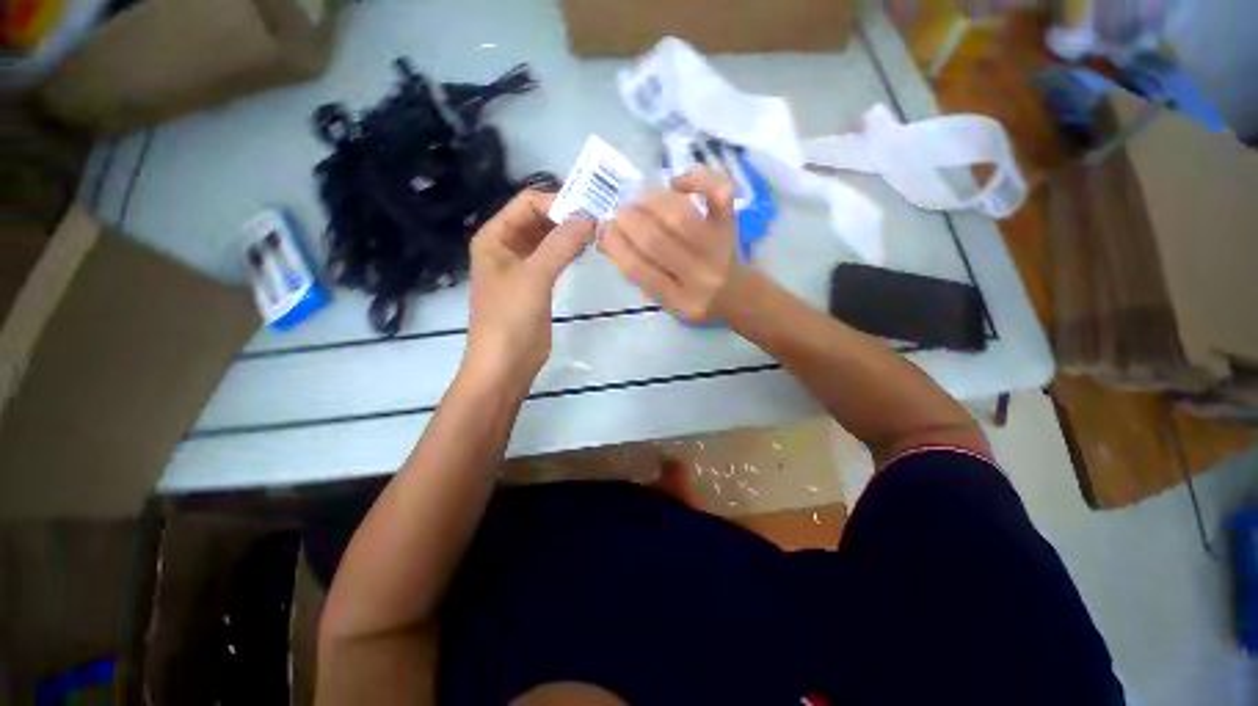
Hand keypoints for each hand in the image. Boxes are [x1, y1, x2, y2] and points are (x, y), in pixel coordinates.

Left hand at [464, 190, 595, 389]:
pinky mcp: (537, 285)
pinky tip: (587, 251)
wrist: (506, 365)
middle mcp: (506, 246)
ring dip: (570, 234)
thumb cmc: (511, 318)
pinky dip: (569, 252)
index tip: (591, 207)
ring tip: (599, 232)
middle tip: (601, 217)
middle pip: (539, 218)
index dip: (558, 200)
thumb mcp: (534, 276)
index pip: (528, 202)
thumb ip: (561, 245)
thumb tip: (591, 218)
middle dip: (567, 216)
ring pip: (548, 239)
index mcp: (495, 236)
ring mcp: (522, 266)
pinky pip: (554, 259)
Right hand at [600, 168, 745, 321]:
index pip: (639, 270)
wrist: (736, 294)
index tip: (604, 228)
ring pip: (681, 216)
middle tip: (620, 211)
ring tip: (639, 196)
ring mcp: (718, 247)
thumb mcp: (663, 299)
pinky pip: (718, 192)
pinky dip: (696, 178)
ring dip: (651, 199)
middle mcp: (700, 276)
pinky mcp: (731, 224)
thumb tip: (605, 238)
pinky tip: (676, 182)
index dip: (616, 244)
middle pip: (657, 241)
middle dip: (629, 219)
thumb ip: (637, 273)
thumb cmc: (692, 298)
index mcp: (679, 299)